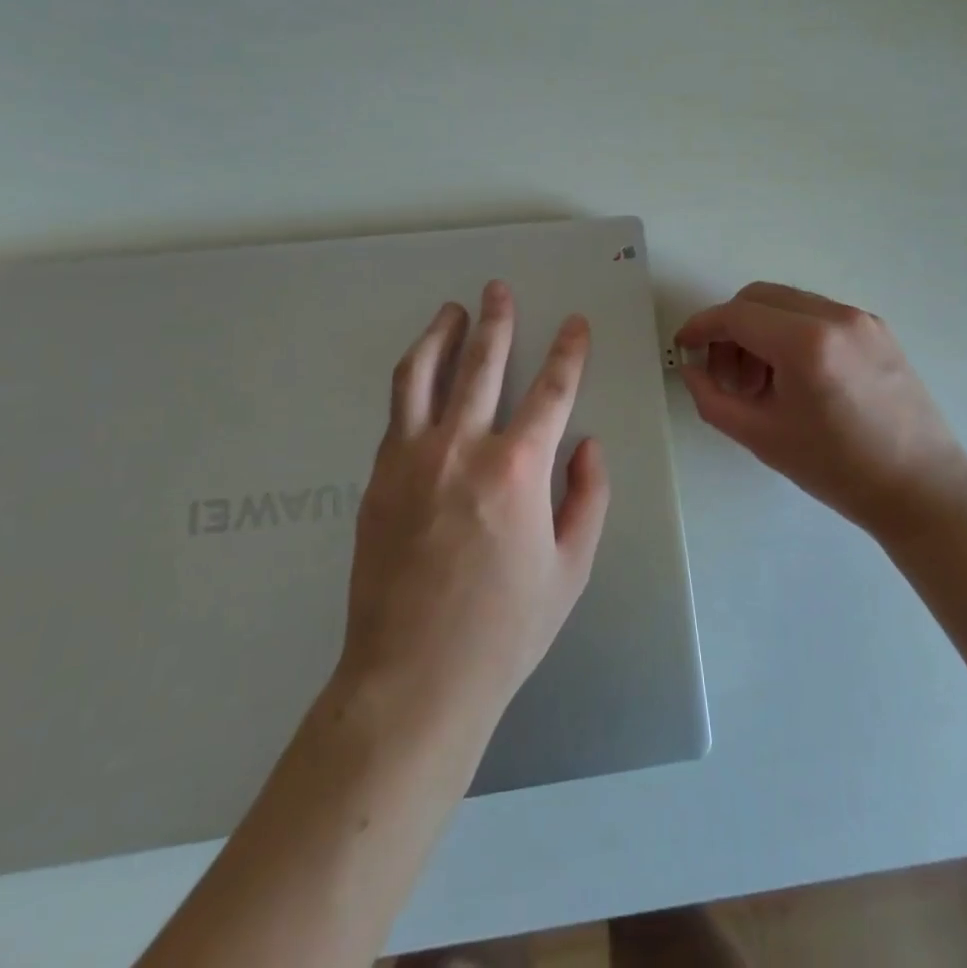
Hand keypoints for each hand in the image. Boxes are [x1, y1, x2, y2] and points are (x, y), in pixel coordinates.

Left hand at [339, 281, 610, 726]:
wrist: (412, 679)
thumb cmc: (505, 629)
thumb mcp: (571, 568)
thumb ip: (587, 497)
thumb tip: (586, 444)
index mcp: (517, 469)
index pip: (551, 390)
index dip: (568, 351)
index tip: (574, 323)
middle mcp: (462, 448)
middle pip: (482, 364)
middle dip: (496, 320)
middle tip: (498, 289)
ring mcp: (412, 459)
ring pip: (424, 375)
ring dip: (441, 335)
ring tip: (451, 310)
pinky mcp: (379, 476)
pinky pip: (398, 411)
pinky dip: (414, 379)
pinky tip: (422, 371)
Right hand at [676, 282, 966, 535]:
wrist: (921, 489)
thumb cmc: (837, 468)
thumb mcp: (761, 436)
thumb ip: (712, 398)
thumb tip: (692, 370)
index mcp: (806, 342)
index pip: (736, 315)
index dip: (702, 328)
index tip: (685, 347)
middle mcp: (835, 316)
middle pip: (760, 298)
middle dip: (730, 327)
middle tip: (724, 372)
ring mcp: (861, 319)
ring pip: (789, 303)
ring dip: (761, 330)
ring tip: (760, 382)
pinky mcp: (878, 329)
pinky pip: (818, 315)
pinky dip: (792, 333)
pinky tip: (794, 377)